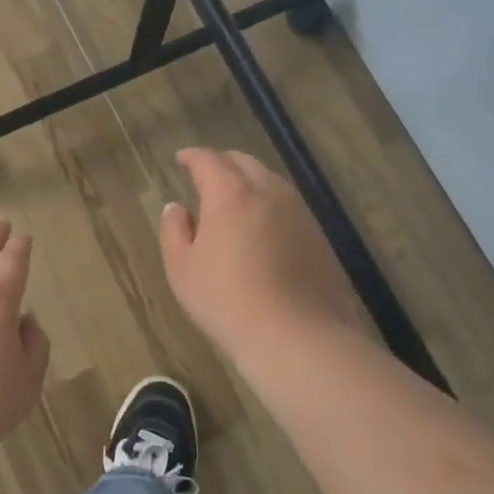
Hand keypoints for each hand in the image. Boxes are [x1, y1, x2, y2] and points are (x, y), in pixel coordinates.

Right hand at [159, 148, 356, 364]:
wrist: (297, 337)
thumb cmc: (226, 300)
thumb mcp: (181, 268)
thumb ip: (174, 230)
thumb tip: (177, 208)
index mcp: (230, 194)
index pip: (209, 160)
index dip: (192, 156)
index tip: (181, 159)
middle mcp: (268, 193)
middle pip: (244, 162)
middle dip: (222, 163)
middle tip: (206, 176)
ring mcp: (299, 213)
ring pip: (271, 182)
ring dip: (249, 182)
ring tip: (234, 201)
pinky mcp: (319, 237)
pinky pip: (289, 206)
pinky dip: (269, 205)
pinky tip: (262, 228)